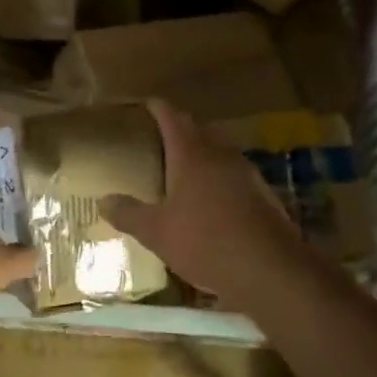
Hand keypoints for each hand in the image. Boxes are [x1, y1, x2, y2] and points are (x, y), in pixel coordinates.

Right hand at [101, 100, 315, 306]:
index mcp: (191, 154)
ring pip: (216, 152)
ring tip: (177, 172)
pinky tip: (208, 202)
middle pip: (196, 130)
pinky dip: (216, 179)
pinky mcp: (262, 194)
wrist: (272, 270)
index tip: (142, 106)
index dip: (155, 108)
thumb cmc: (206, 242)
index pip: (171, 116)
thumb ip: (129, 214)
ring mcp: (245, 172)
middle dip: (176, 131)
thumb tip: (104, 200)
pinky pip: (231, 175)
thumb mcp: (157, 233)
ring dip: (198, 156)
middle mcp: (220, 154)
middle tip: (153, 143)